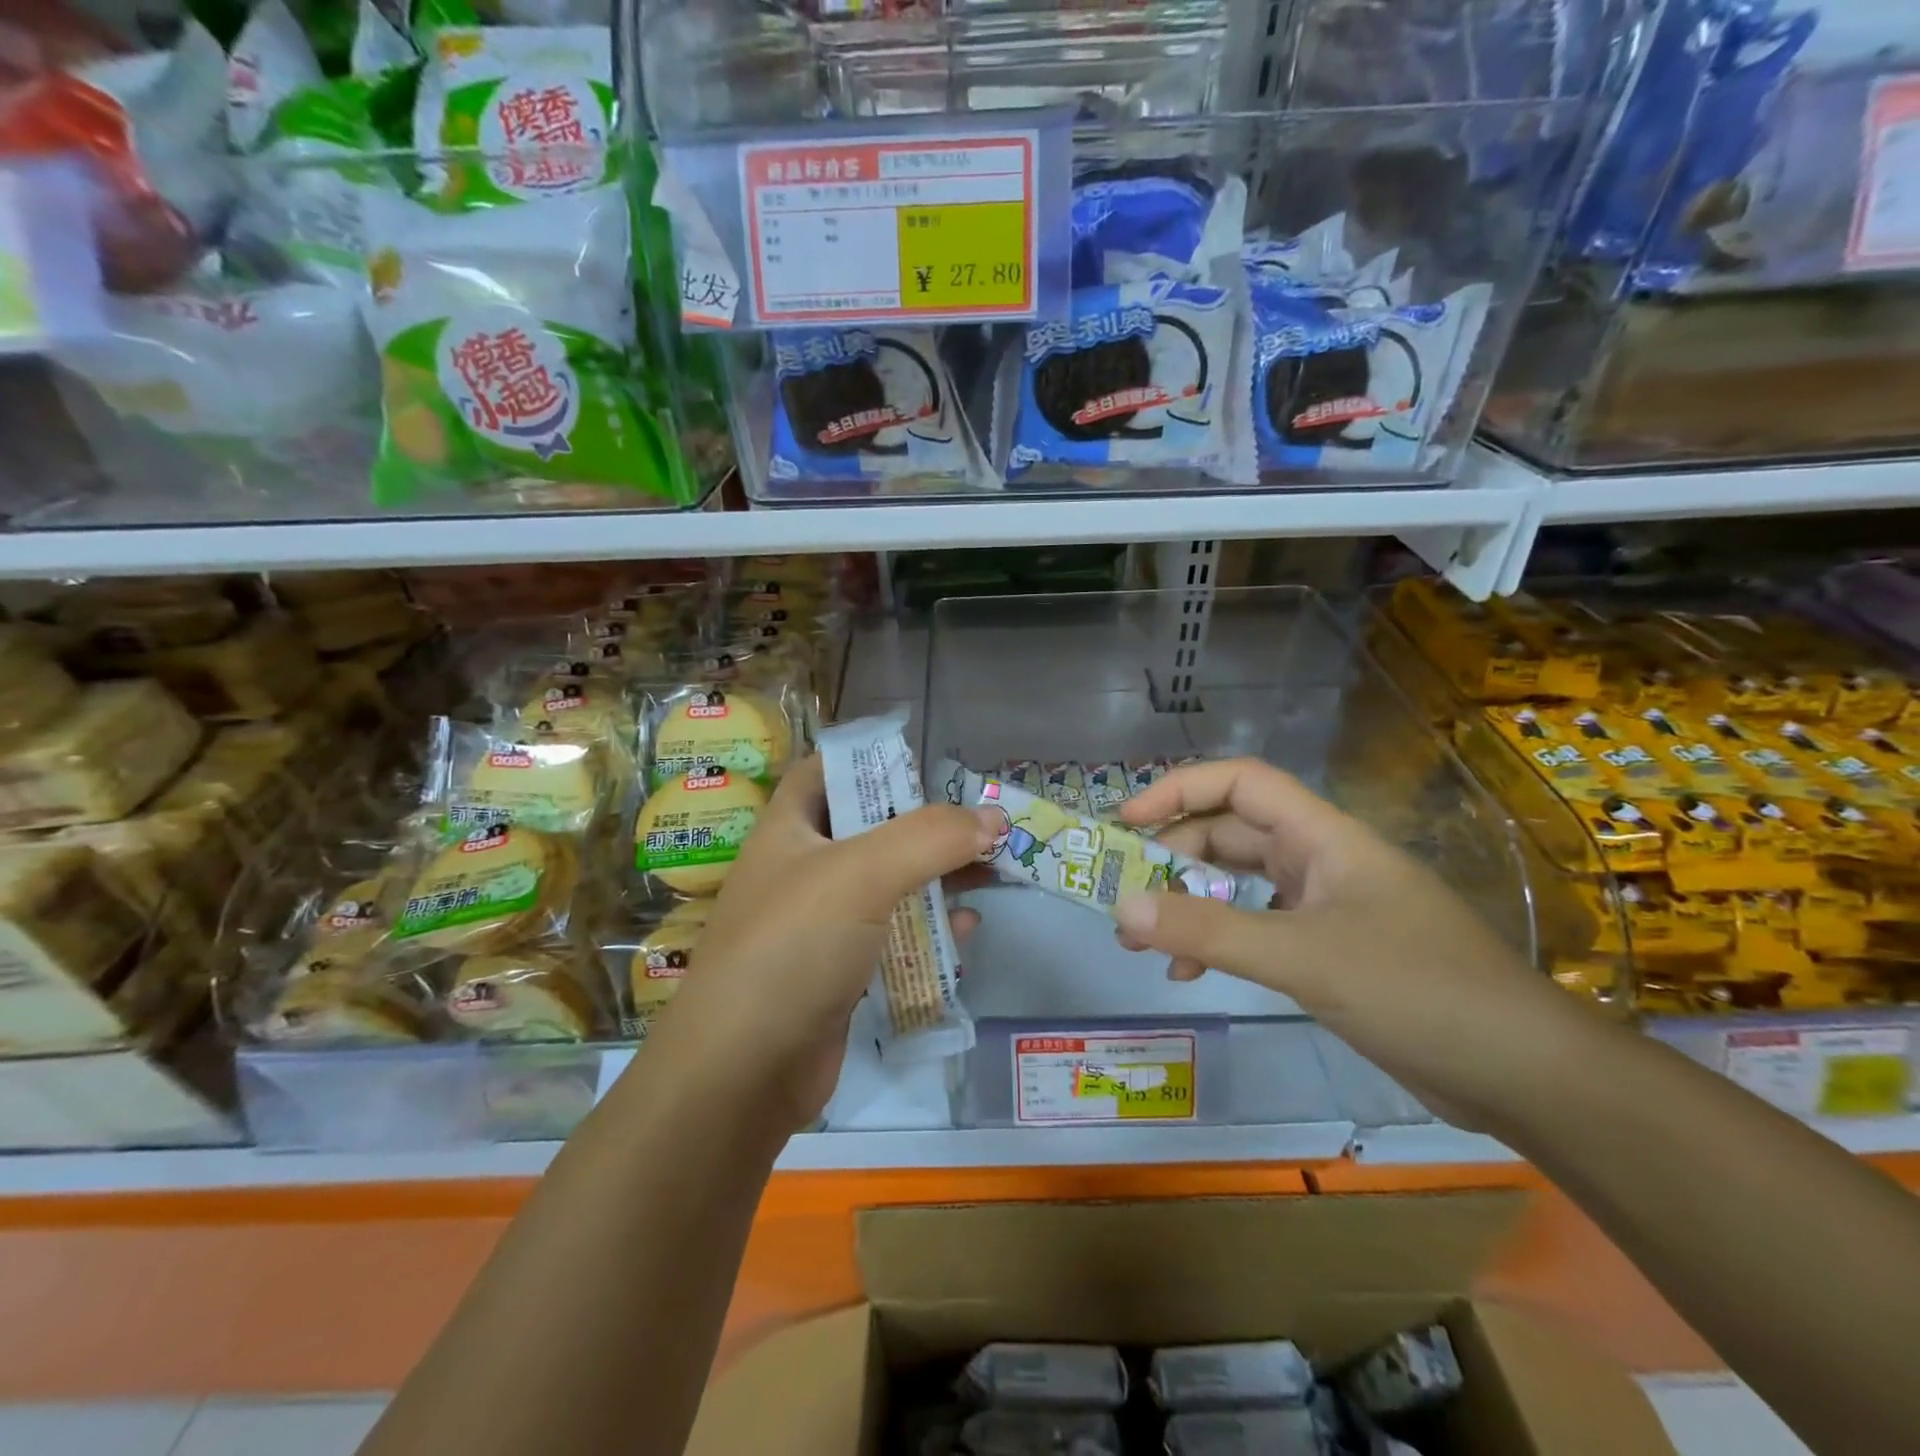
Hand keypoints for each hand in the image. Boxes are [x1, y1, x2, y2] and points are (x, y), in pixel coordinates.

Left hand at [648, 755, 1000, 1130]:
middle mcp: (803, 869)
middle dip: (926, 824)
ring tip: (992, 869)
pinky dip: (929, 930)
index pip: (827, 771)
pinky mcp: (841, 972)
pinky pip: (893, 937)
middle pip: (872, 828)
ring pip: (889, 884)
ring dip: (937, 876)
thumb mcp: (861, 875)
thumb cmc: (793, 946)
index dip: (872, 760)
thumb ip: (930, 838)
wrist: (742, 1072)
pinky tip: (965, 931)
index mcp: (789, 829)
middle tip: (982, 822)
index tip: (928, 767)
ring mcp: (821, 924)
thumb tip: (993, 817)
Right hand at [1113, 758, 1588, 1129]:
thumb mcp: (1303, 956)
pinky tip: (1189, 973)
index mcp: (1323, 837)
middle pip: (1230, 835)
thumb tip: (1125, 906)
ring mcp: (1324, 906)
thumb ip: (1210, 930)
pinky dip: (1217, 943)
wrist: (1521, 1074)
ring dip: (1189, 904)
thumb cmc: (1418, 990)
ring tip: (1142, 940)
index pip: (1241, 782)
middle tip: (1125, 896)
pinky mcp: (1327, 951)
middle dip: (1173, 859)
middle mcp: (1320, 861)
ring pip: (1239, 885)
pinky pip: (1255, 929)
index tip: (1126, 821)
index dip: (1180, 789)